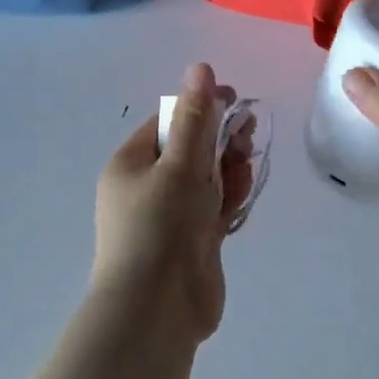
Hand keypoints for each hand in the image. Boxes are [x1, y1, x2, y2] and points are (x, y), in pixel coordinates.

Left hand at [92, 63, 254, 340]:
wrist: (158, 310)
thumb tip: (199, 67)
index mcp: (130, 164)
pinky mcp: (191, 242)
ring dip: (227, 170)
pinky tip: (240, 199)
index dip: (200, 108)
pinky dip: (227, 200)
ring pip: (205, 180)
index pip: (167, 122)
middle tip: (247, 135)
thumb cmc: (161, 226)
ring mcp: (169, 217)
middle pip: (189, 150)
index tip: (234, 102)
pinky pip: (212, 209)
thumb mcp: (179, 165)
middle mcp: (146, 188)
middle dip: (219, 140)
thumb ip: (195, 118)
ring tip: (244, 168)